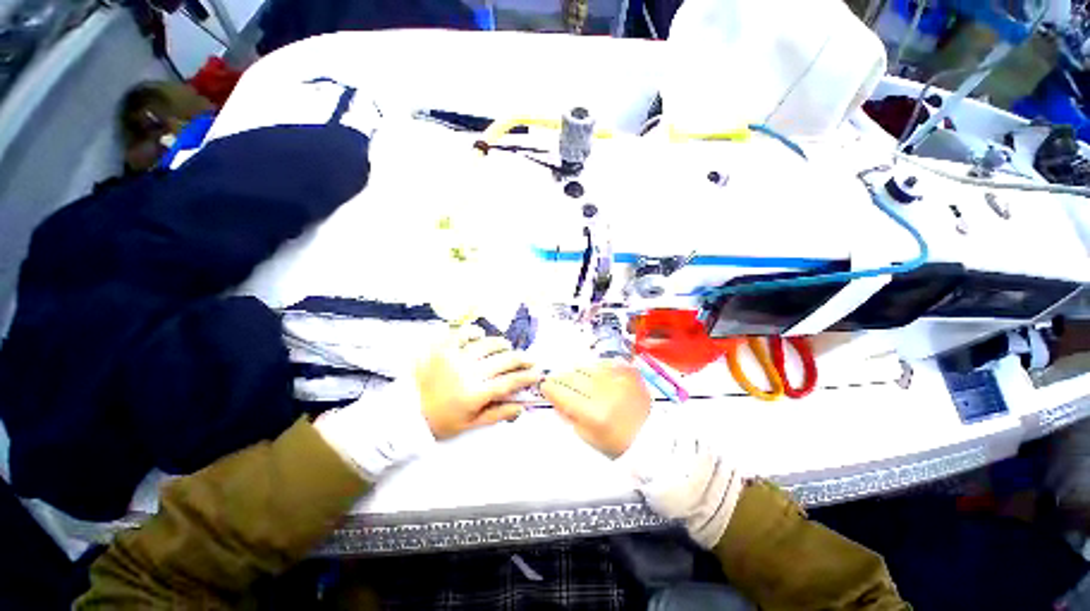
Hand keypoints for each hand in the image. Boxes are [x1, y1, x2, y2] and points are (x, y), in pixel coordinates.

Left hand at [416, 325, 541, 438]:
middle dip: (521, 359)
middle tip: (530, 359)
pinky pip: (461, 333)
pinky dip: (473, 332)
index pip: (509, 382)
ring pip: (487, 344)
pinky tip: (480, 335)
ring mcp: (455, 358)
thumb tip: (521, 406)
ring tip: (508, 347)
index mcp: (476, 394)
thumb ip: (498, 414)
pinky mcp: (442, 349)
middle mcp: (469, 373)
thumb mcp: (471, 424)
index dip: (527, 377)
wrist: (407, 413)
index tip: (538, 373)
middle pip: (503, 360)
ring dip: (502, 344)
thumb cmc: (442, 421)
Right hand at [541, 360, 651, 457]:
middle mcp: (605, 393)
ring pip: (587, 367)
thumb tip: (553, 396)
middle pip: (573, 377)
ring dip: (578, 373)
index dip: (550, 388)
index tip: (545, 386)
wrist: (649, 438)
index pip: (563, 394)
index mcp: (593, 414)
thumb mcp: (586, 436)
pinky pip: (604, 363)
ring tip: (577, 380)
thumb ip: (567, 414)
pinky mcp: (629, 373)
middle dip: (561, 379)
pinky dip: (596, 368)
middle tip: (557, 381)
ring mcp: (618, 380)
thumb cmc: (615, 443)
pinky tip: (595, 376)